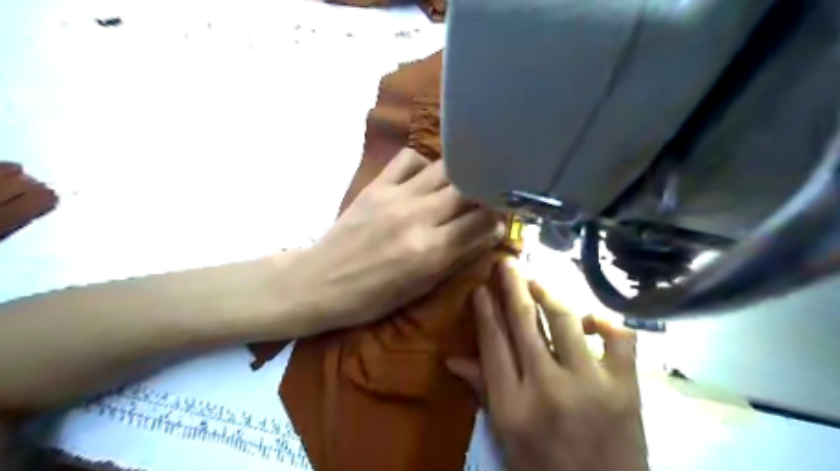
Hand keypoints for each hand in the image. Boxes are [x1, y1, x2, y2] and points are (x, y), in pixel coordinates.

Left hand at [291, 149, 497, 332]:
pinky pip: (409, 159)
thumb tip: (487, 235)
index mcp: (431, 251)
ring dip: (458, 177)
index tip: (497, 222)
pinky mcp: (377, 186)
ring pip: (444, 168)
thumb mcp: (420, 289)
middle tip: (485, 199)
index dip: (497, 220)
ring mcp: (396, 197)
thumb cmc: (372, 297)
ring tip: (457, 188)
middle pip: (469, 189)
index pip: (483, 221)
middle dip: (485, 192)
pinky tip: (423, 181)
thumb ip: (457, 258)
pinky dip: (423, 165)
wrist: (320, 281)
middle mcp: (419, 218)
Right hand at [449, 261, 643, 470]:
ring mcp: (588, 384)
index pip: (493, 342)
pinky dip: (604, 320)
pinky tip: (591, 317)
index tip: (480, 288)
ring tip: (536, 279)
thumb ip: (482, 391)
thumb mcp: (505, 436)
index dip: (485, 310)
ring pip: (564, 320)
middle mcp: (546, 386)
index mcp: (512, 403)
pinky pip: (617, 338)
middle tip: (505, 263)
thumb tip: (451, 359)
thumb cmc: (545, 469)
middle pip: (524, 322)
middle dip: (512, 286)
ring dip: (547, 293)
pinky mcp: (625, 387)